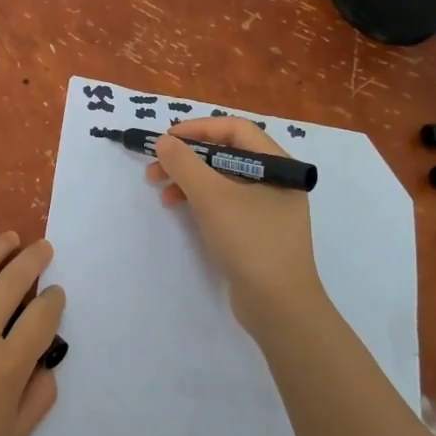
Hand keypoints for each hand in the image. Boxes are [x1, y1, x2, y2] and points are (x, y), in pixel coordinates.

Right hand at [147, 117, 325, 333]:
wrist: (279, 307)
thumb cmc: (250, 241)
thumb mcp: (212, 198)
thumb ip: (185, 164)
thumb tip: (164, 141)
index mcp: (278, 165)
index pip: (235, 129)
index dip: (198, 129)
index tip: (166, 139)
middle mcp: (276, 180)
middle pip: (226, 153)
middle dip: (187, 158)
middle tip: (155, 168)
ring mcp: (266, 207)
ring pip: (222, 179)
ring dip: (188, 179)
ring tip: (160, 190)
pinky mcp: (255, 230)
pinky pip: (224, 202)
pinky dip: (199, 199)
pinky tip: (178, 208)